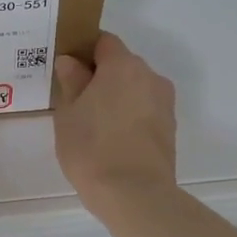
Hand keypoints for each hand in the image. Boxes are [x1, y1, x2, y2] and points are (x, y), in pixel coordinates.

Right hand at [52, 32, 177, 205]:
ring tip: (92, 123)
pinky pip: (144, 109)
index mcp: (122, 66)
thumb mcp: (68, 113)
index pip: (103, 41)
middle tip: (75, 99)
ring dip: (115, 97)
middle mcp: (149, 76)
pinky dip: (128, 115)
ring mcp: (164, 103)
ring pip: (134, 88)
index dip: (83, 50)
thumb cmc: (91, 147)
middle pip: (121, 65)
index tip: (67, 68)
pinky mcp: (169, 128)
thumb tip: (71, 62)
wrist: (134, 194)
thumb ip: (71, 81)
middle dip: (100, 76)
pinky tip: (110, 138)